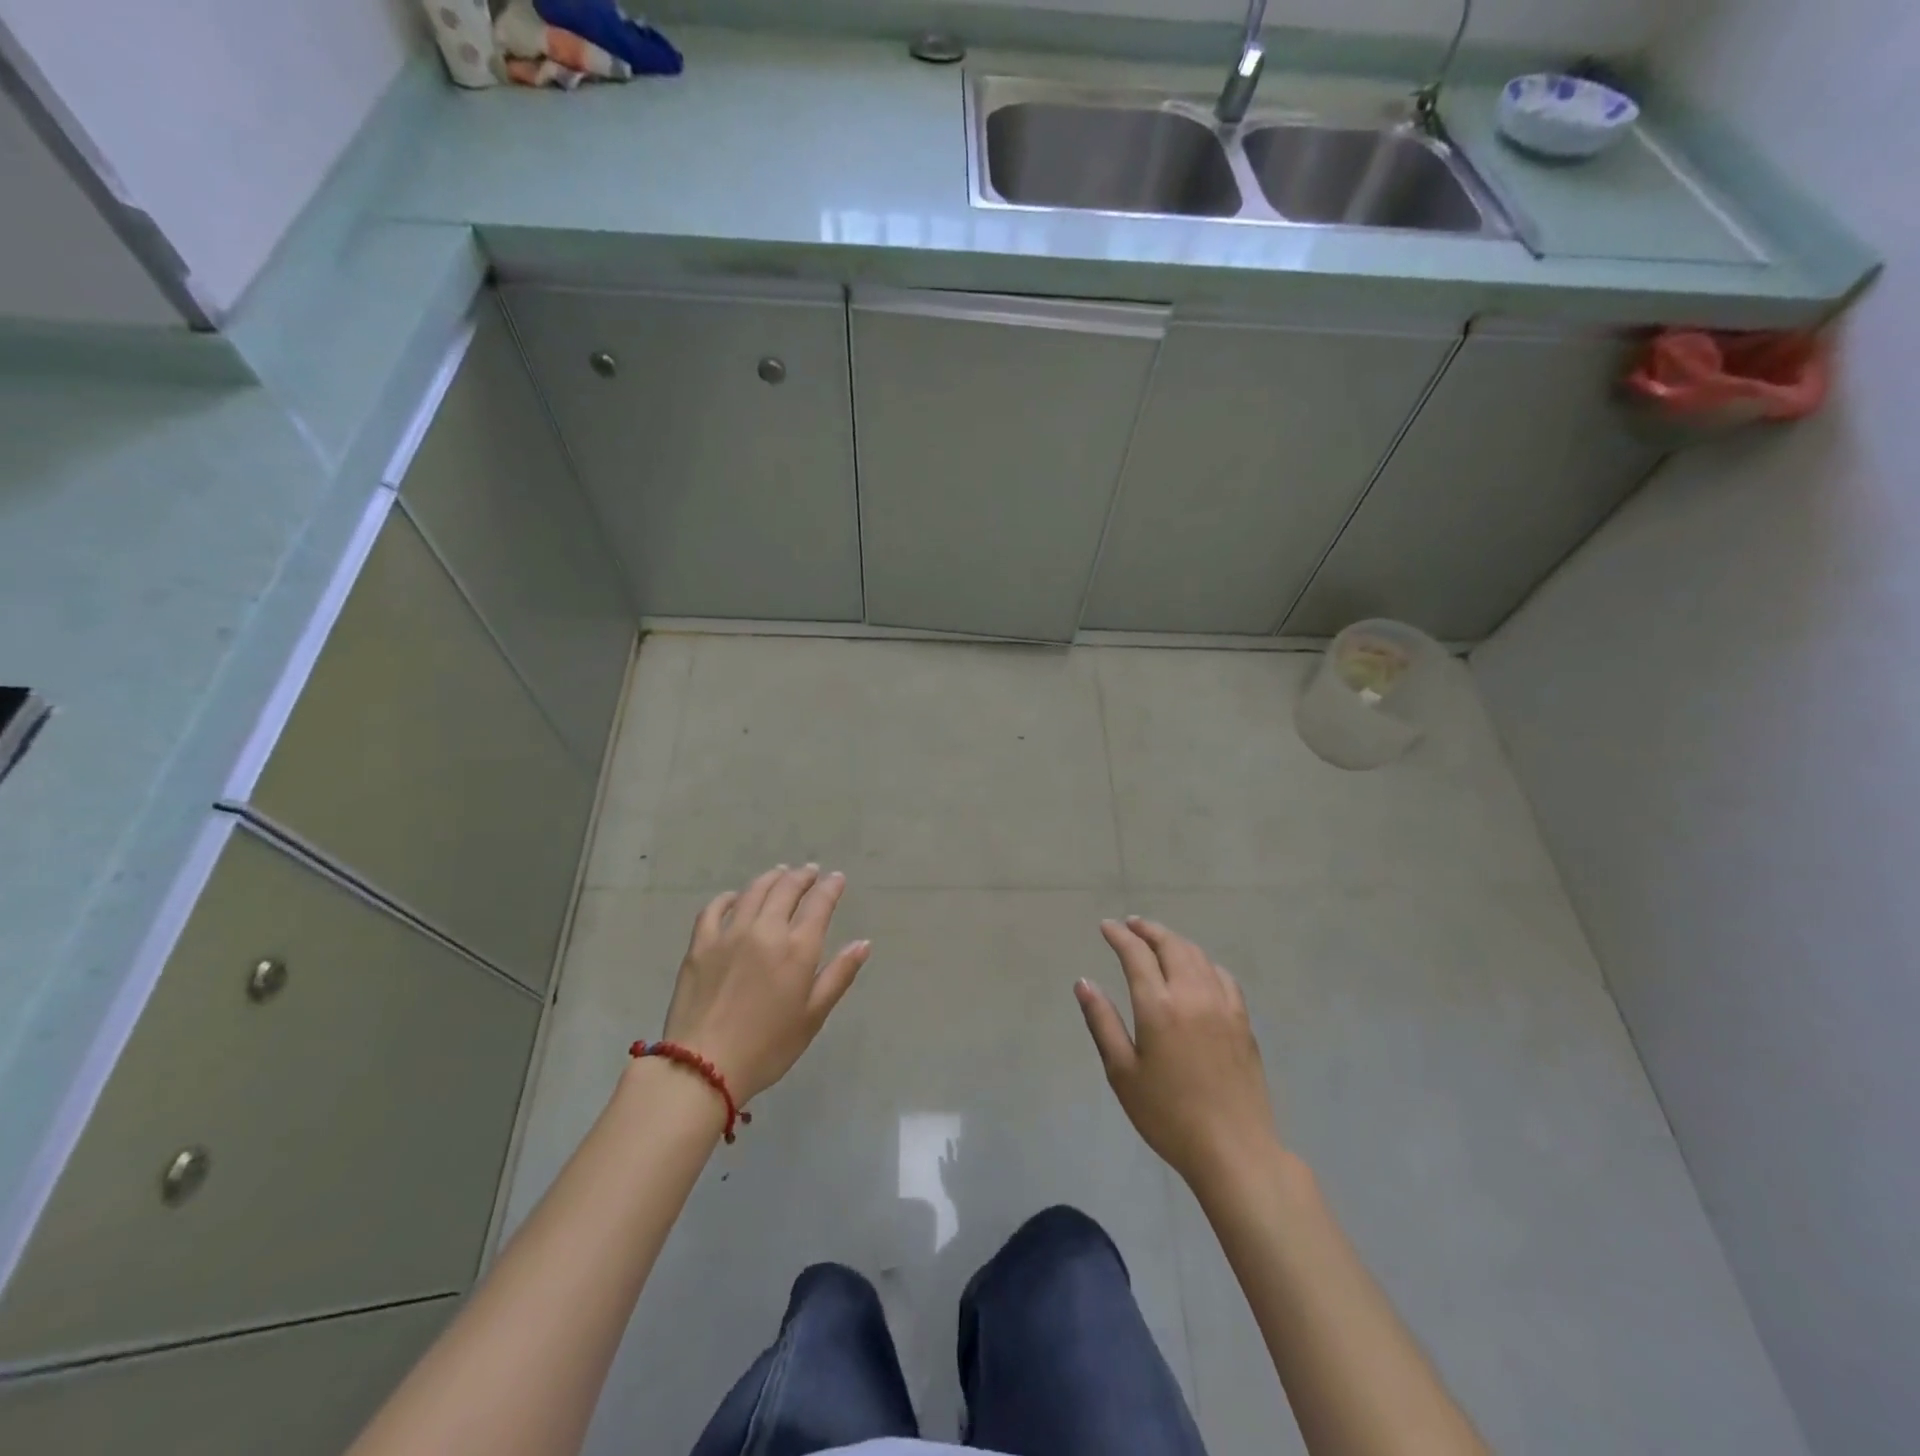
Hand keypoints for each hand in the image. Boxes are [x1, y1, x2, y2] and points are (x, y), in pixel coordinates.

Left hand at [660, 865, 870, 1103]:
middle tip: (810, 871)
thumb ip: (839, 975)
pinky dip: (729, 897)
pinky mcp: (700, 944)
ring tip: (780, 873)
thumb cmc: (768, 1047)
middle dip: (802, 876)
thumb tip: (863, 943)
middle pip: (786, 889)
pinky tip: (735, 897)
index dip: (830, 887)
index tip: (837, 878)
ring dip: (771, 878)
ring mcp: (729, 933)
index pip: (819, 904)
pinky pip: (715, 908)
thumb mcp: (813, 1016)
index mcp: (798, 948)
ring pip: (754, 891)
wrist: (702, 1066)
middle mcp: (766, 930)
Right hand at [1077, 916, 1279, 1190]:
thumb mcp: (1122, 1072)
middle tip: (1131, 924)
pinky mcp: (1243, 1021)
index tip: (1106, 927)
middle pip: (1171, 945)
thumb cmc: (1168, 1115)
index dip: (1119, 935)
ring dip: (1175, 940)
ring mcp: (1223, 1005)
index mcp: (1158, 1006)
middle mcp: (1192, 994)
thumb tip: (1084, 982)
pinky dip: (1204, 962)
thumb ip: (1102, 1022)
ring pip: (1198, 956)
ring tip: (1159, 939)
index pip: (1136, 954)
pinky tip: (1198, 969)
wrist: (1234, 1150)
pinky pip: (1222, 976)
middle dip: (1148, 930)